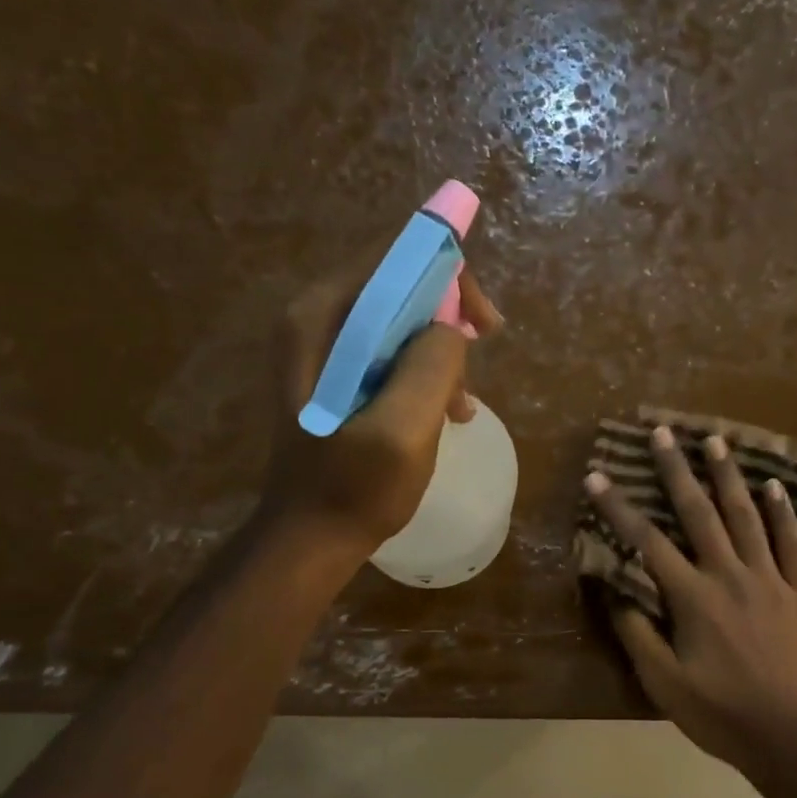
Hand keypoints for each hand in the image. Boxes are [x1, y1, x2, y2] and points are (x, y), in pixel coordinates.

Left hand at [265, 269, 502, 552]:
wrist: (312, 538)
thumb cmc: (355, 488)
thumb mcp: (403, 429)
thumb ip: (431, 365)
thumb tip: (451, 329)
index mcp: (321, 319)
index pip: (394, 259)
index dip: (448, 278)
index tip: (484, 325)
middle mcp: (316, 320)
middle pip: (399, 285)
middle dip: (448, 319)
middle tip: (483, 355)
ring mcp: (324, 349)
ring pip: (402, 321)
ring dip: (442, 354)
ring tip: (461, 406)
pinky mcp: (338, 377)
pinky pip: (393, 352)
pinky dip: (426, 373)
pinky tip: (445, 412)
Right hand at [584, 426, 796, 774]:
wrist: (795, 737)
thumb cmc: (723, 714)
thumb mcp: (665, 684)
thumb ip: (638, 634)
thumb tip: (614, 590)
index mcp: (693, 598)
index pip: (647, 542)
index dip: (618, 508)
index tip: (597, 476)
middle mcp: (730, 576)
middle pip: (699, 513)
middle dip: (676, 471)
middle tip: (663, 433)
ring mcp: (772, 579)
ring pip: (747, 516)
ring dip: (729, 477)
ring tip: (715, 441)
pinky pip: (794, 543)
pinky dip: (782, 513)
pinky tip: (774, 487)